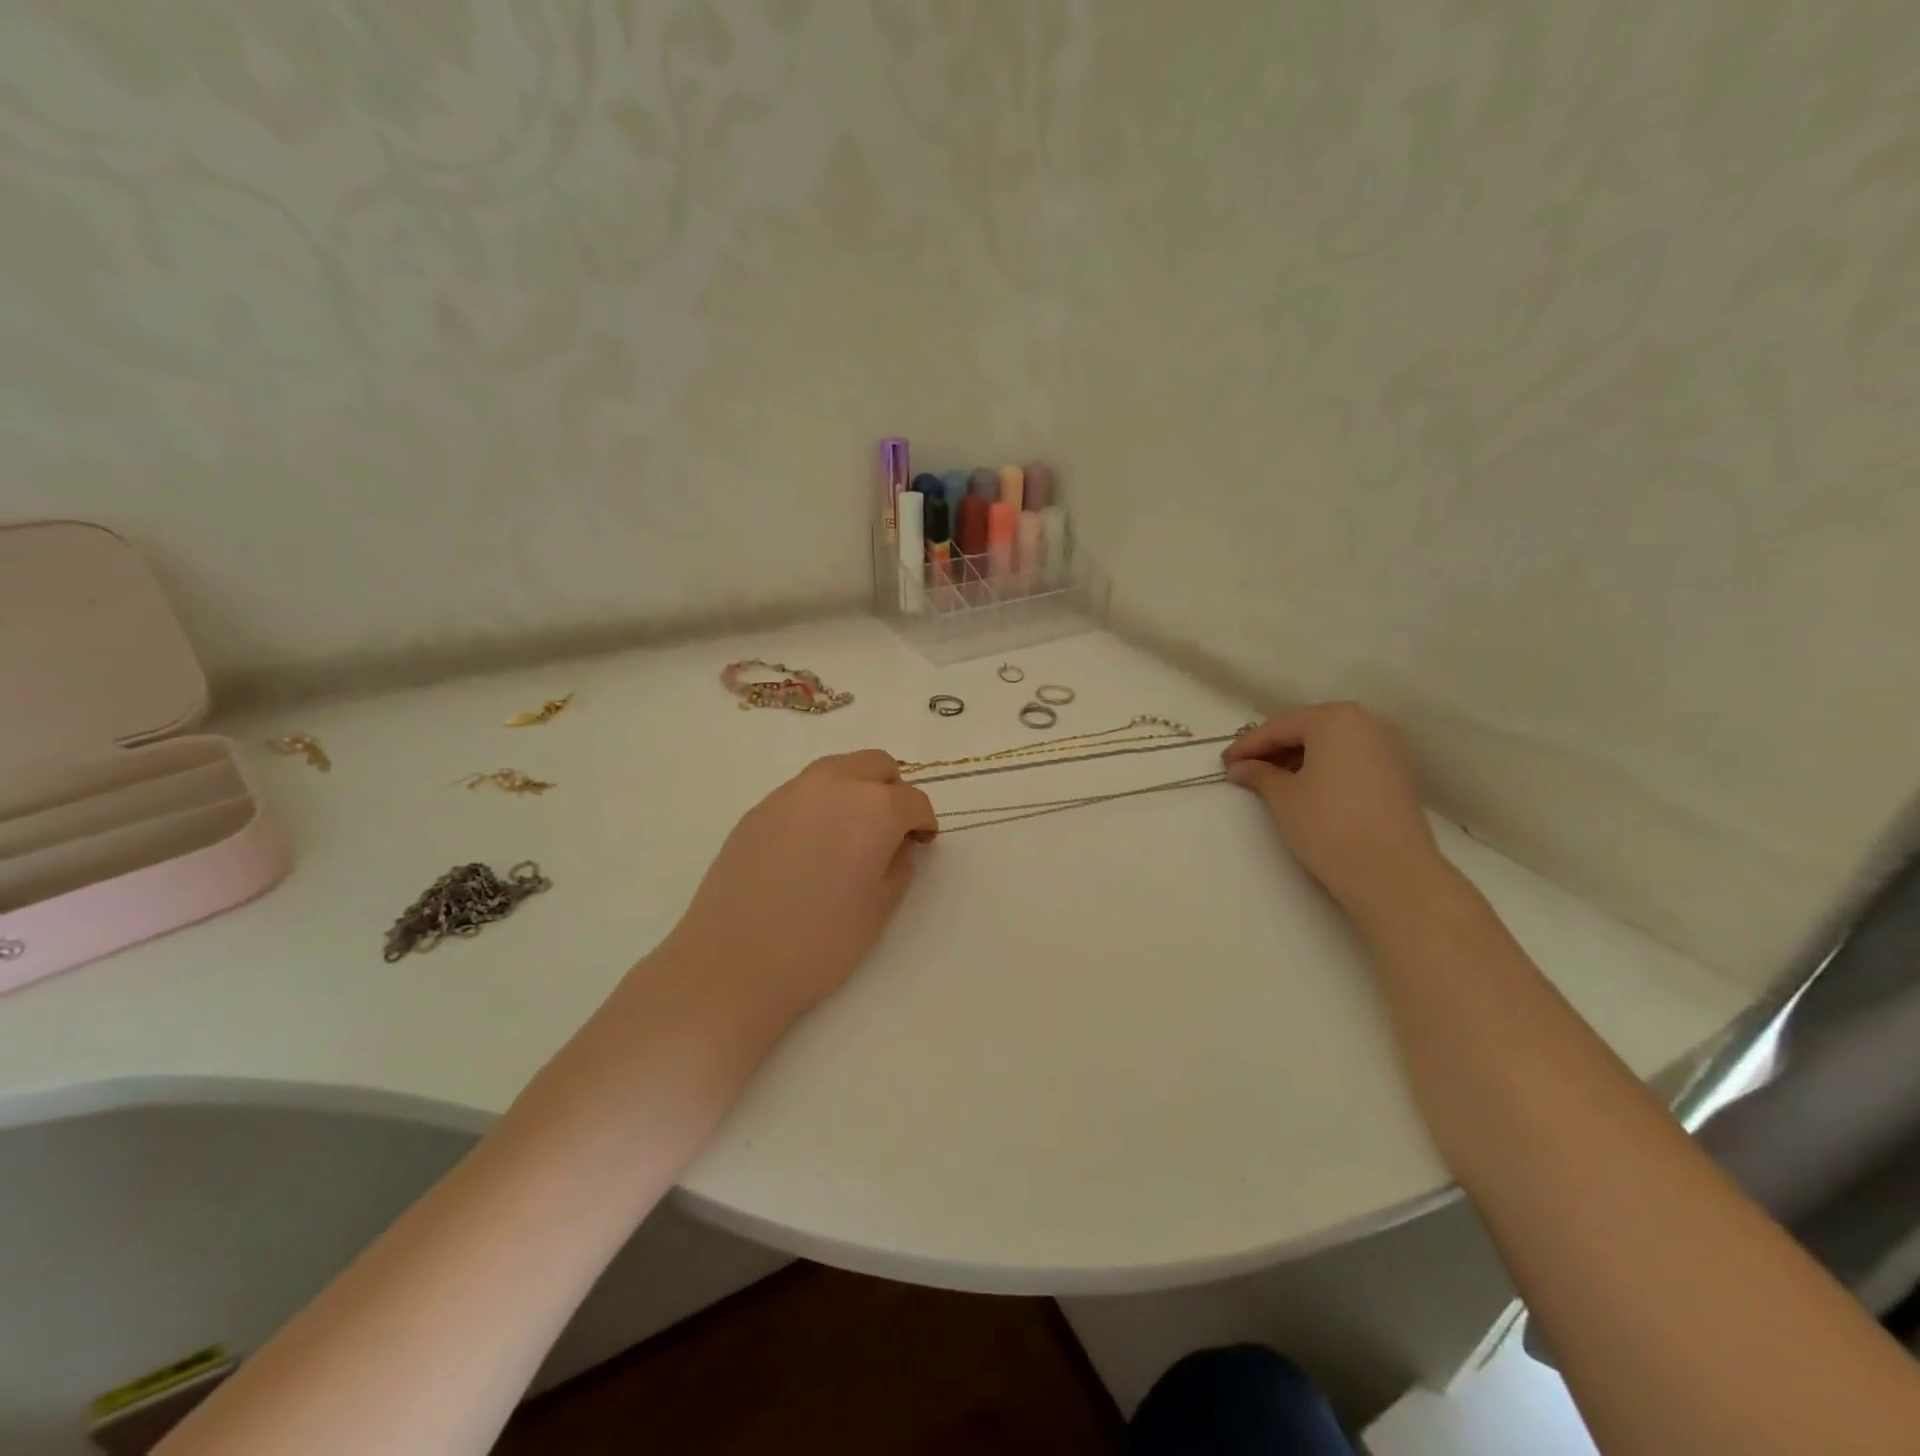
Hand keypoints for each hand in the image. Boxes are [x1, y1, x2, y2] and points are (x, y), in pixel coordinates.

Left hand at [660, 750, 937, 1022]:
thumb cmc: (820, 942)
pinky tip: (809, 848)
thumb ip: (899, 864)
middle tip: (889, 830)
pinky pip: (802, 791)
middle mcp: (834, 785)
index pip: (913, 800)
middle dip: (891, 790)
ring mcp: (790, 793)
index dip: (923, 822)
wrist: (733, 963)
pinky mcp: (758, 809)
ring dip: (854, 789)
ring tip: (848, 834)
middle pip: (876, 765)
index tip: (921, 844)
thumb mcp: (880, 908)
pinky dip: (819, 805)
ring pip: (837, 769)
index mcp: (874, 808)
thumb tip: (896, 844)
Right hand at [1223, 702, 1443, 915]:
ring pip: (1331, 744)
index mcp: (1336, 719)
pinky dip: (1324, 767)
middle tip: (1245, 769)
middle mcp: (1368, 723)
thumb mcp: (1283, 797)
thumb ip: (1259, 774)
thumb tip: (1240, 768)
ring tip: (1271, 780)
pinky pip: (1350, 759)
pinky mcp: (1398, 773)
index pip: (1280, 727)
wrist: (1391, 873)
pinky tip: (1304, 787)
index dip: (1248, 745)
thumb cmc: (1328, 824)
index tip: (1224, 762)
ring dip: (1299, 758)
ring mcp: (1388, 747)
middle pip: (1308, 729)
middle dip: (1275, 748)